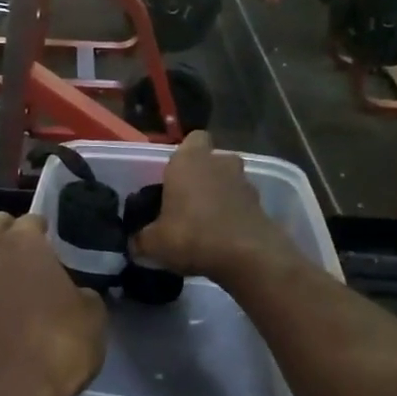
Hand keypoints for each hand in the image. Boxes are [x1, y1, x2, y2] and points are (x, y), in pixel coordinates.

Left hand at [0, 213, 104, 395]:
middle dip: (6, 235)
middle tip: (27, 257)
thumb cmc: (56, 347)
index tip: (53, 242)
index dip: (42, 230)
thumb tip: (73, 295)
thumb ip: (82, 295)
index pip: (29, 221)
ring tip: (7, 298)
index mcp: (19, 246)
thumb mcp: (93, 317)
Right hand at [129, 132, 298, 285]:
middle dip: (202, 177)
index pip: (192, 139)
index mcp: (189, 161)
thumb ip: (141, 239)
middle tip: (186, 201)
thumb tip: (135, 244)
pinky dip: (233, 216)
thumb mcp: (154, 243)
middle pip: (211, 161)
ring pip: (228, 182)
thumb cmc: (192, 236)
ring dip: (219, 196)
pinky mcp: (261, 205)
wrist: (248, 256)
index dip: (184, 156)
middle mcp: (219, 163)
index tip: (173, 177)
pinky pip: (241, 205)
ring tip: (204, 224)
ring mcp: (245, 183)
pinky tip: (221, 239)